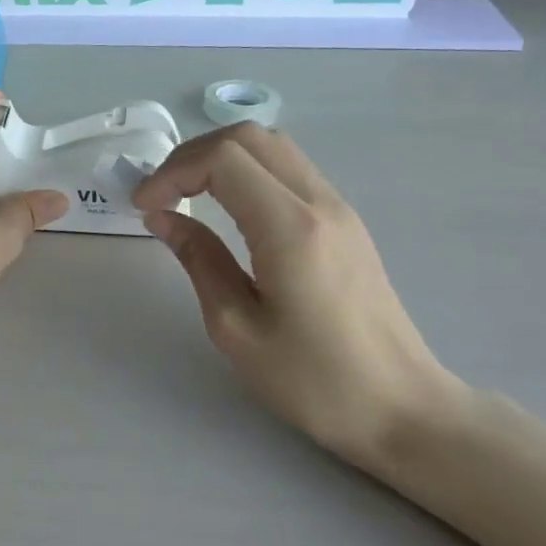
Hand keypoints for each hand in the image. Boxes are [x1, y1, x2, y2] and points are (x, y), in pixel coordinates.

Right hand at [132, 124, 470, 472]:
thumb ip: (198, 259)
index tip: (144, 206)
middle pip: (249, 137)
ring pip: (273, 147)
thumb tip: (162, 217)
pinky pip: (290, 170)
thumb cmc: (314, 380)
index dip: (173, 171)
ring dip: (221, 158)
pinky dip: (248, 171)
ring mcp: (339, 208)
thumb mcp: (237, 327)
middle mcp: (319, 202)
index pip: (223, 159)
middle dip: (192, 154)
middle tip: (160, 193)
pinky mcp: (345, 222)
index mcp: (290, 228)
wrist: (401, 408)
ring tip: (186, 194)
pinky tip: (227, 206)